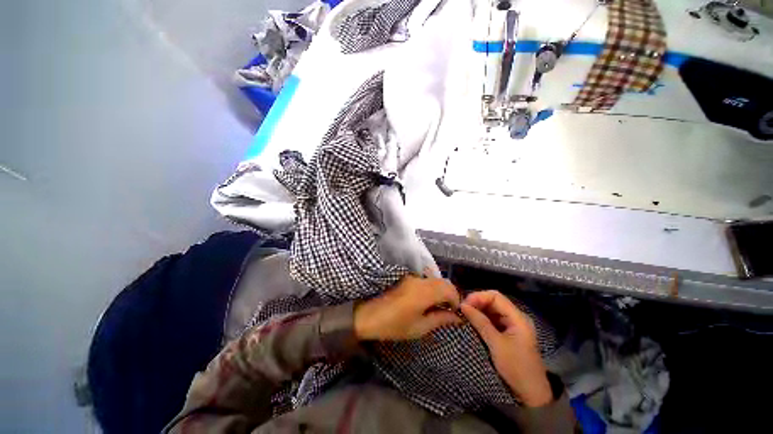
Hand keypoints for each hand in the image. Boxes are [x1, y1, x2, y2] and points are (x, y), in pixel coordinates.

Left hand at [354, 274, 461, 340]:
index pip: (449, 289)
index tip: (455, 313)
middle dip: (450, 294)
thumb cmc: (393, 325)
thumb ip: (440, 319)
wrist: (367, 315)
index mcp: (424, 292)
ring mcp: (411, 277)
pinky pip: (425, 279)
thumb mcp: (419, 327)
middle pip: (443, 281)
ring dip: (441, 290)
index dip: (456, 300)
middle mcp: (419, 280)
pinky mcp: (405, 277)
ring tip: (437, 306)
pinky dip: (431, 287)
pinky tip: (426, 299)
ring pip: (434, 279)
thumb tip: (457, 317)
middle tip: (448, 310)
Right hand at [460, 291, 552, 406]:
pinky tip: (473, 322)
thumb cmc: (515, 368)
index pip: (496, 296)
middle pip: (494, 301)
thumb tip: (463, 305)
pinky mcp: (509, 333)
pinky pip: (493, 320)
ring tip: (465, 315)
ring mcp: (513, 325)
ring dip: (479, 310)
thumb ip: (480, 322)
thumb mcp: (496, 344)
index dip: (478, 297)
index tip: (464, 304)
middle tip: (462, 310)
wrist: (531, 395)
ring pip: (492, 310)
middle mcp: (516, 317)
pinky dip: (482, 319)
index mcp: (518, 317)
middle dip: (477, 303)